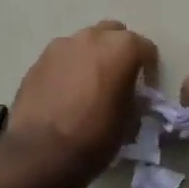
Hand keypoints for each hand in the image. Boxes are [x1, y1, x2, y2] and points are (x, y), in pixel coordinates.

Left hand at [8, 20, 158, 187]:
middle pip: (114, 33)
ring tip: (89, 85)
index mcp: (121, 48)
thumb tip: (130, 93)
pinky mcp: (38, 60)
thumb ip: (134, 97)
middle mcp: (92, 37)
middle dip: (119, 51)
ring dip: (92, 57)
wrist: (39, 154)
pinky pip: (62, 58)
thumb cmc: (94, 138)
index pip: (145, 48)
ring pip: (85, 42)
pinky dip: (69, 68)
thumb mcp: (129, 121)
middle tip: (119, 78)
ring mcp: (61, 46)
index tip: (146, 89)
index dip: (149, 69)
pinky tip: (66, 93)